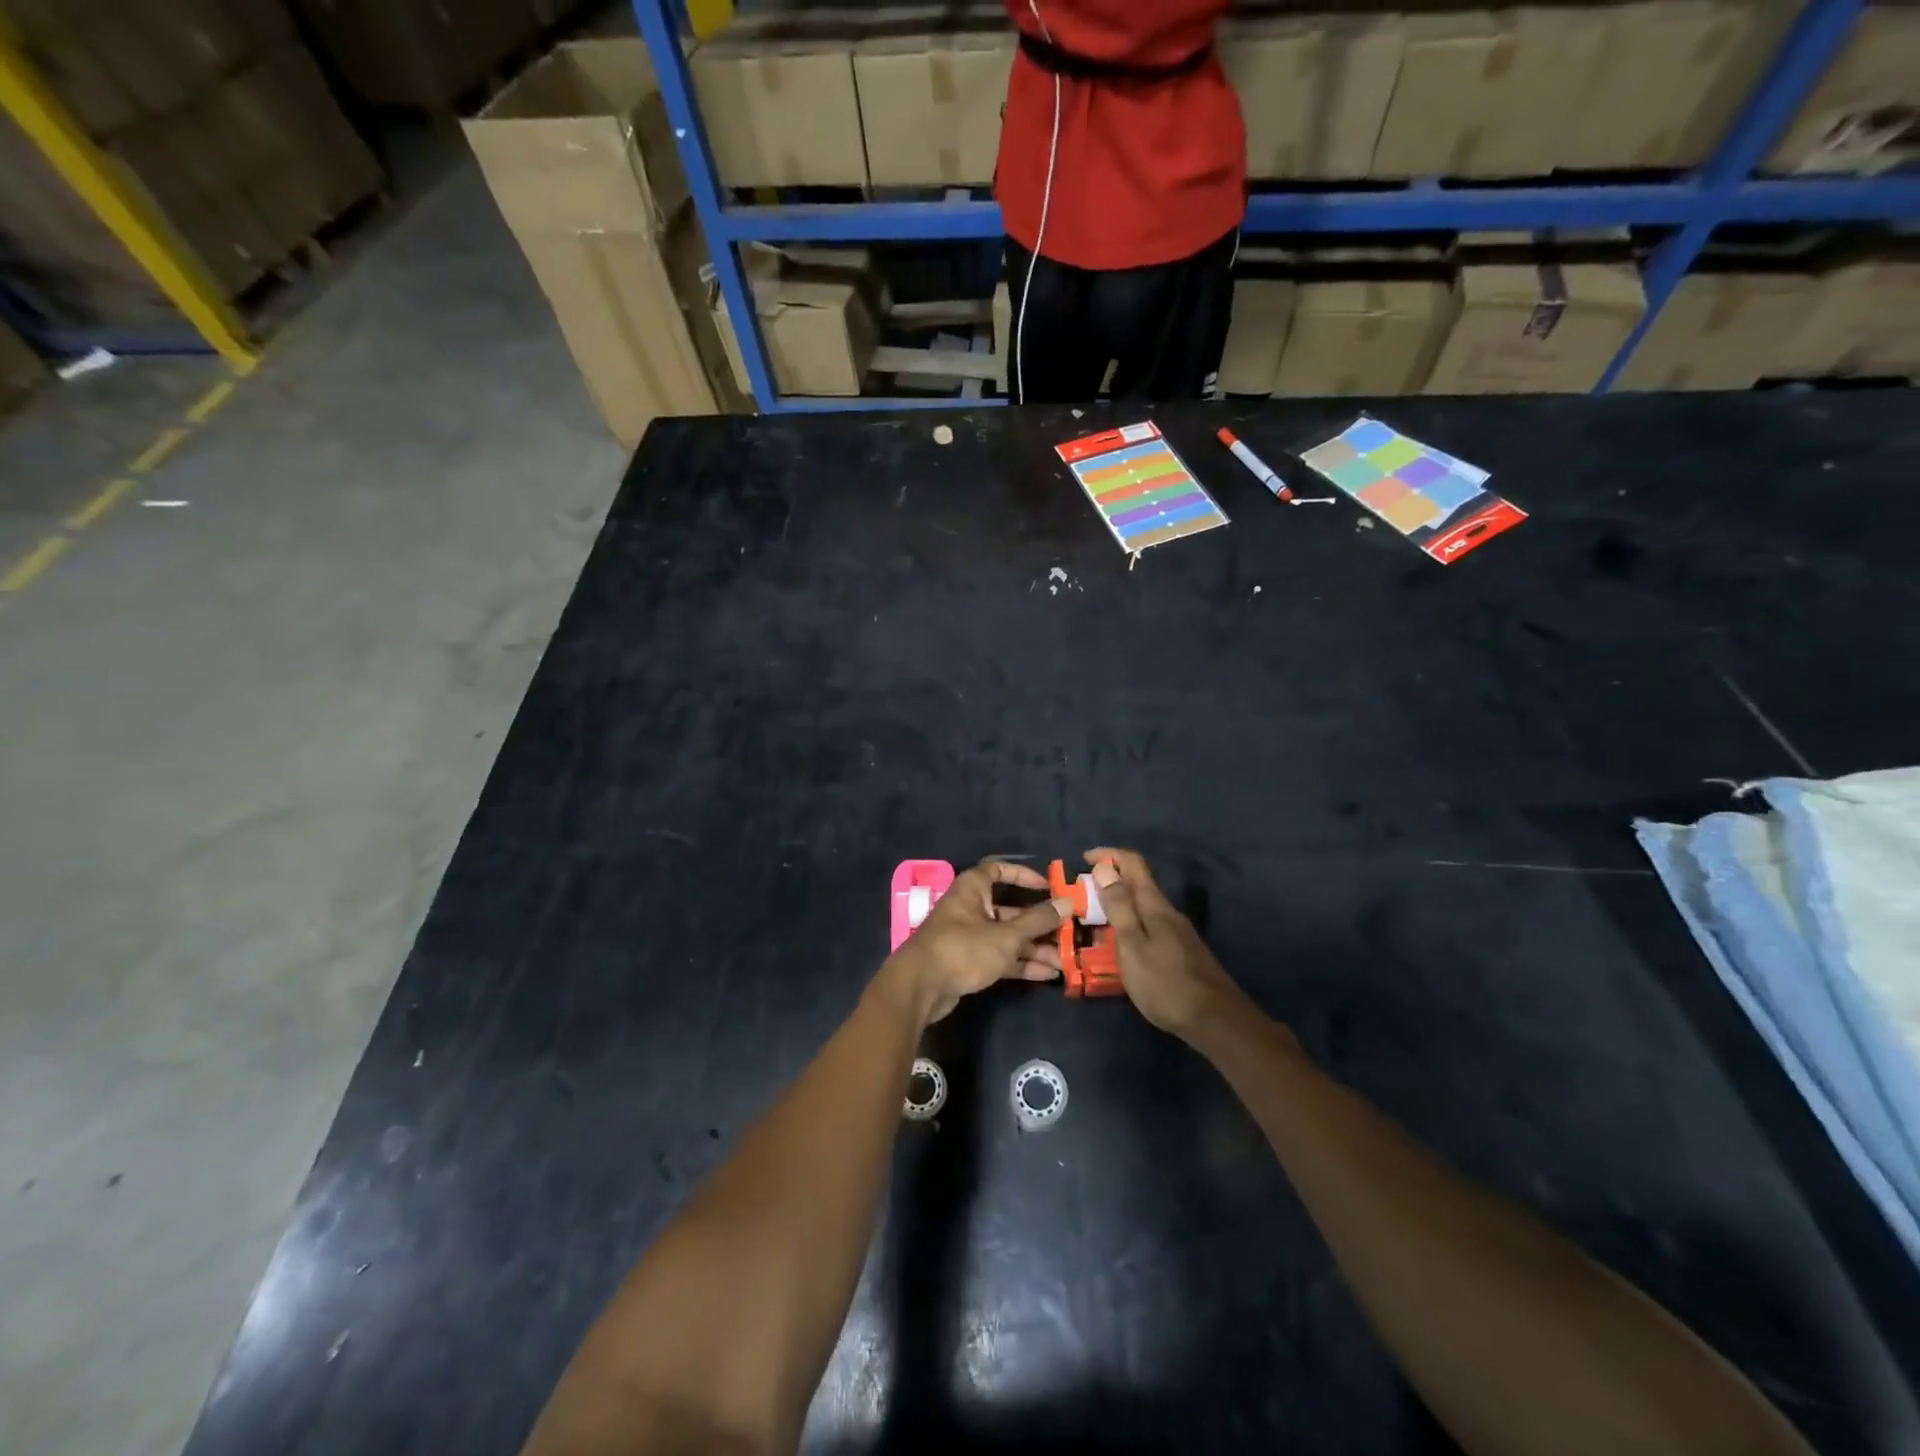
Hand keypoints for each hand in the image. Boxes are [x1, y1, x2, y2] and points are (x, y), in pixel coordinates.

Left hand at [875, 860, 1069, 1025]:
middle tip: (1066, 933)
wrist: (920, 987)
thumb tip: (1067, 902)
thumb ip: (1038, 921)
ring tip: (1063, 961)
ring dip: (1034, 948)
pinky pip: (1000, 957)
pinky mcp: (968, 962)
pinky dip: (1021, 963)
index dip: (1022, 875)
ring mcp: (968, 937)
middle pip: (1009, 910)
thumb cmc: (963, 948)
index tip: (1047, 886)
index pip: (998, 870)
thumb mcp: (1006, 935)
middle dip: (1038, 923)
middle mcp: (970, 909)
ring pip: (1007, 937)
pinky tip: (1047, 974)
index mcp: (972, 890)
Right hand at [1087, 848, 1244, 1040]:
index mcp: (1155, 906)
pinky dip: (1132, 925)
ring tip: (1097, 922)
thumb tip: (1104, 868)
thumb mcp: (1132, 945)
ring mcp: (1179, 933)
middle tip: (1084, 896)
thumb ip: (1119, 906)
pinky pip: (1151, 926)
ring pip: (1144, 907)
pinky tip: (1123, 947)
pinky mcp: (1183, 952)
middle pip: (1139, 884)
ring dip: (1120, 905)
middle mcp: (1169, 912)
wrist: (1215, 1020)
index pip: (1133, 864)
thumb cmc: (1165, 983)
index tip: (1084, 858)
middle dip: (1110, 882)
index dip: (1108, 855)